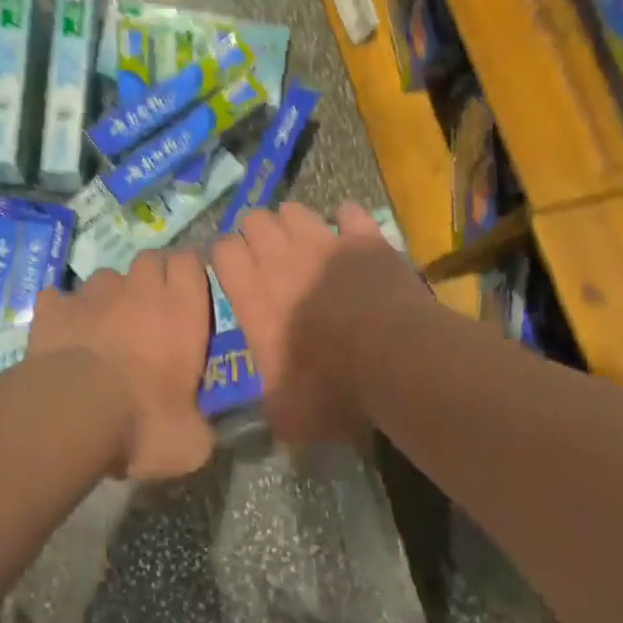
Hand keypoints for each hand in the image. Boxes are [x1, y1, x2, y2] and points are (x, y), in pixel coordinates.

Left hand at [26, 251, 214, 480]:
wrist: (74, 412)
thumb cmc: (144, 422)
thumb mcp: (189, 442)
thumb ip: (198, 425)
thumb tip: (196, 430)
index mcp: (181, 310)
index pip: (190, 262)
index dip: (188, 273)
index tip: (187, 294)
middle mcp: (139, 289)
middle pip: (150, 260)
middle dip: (151, 278)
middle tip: (149, 313)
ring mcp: (92, 293)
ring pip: (105, 278)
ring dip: (108, 297)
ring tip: (103, 329)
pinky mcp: (54, 306)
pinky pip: (59, 299)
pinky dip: (62, 312)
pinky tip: (62, 335)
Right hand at [210, 201, 432, 445]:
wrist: (399, 363)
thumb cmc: (335, 389)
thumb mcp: (288, 414)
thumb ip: (268, 401)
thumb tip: (269, 408)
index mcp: (253, 296)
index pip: (222, 250)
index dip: (226, 257)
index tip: (235, 273)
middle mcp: (281, 260)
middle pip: (254, 219)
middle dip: (256, 233)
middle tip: (270, 259)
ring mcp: (324, 243)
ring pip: (294, 209)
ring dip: (294, 223)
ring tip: (305, 245)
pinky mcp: (365, 238)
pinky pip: (348, 212)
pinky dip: (347, 221)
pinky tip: (351, 236)